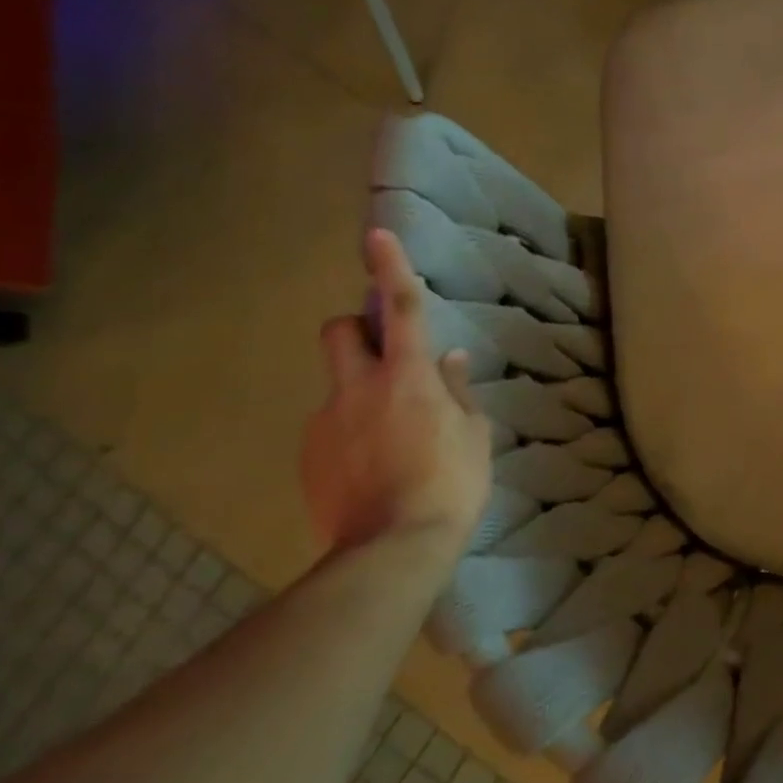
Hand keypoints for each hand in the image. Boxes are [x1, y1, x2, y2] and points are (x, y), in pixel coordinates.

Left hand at [300, 229, 491, 556]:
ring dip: (359, 392)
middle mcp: (357, 388)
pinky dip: (348, 433)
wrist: (394, 548)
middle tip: (384, 355)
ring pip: (335, 385)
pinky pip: (328, 427)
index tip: (376, 234)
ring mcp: (325, 422)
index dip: (390, 267)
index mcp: (407, 377)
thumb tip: (449, 359)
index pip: (401, 308)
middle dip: (358, 329)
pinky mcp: (308, 456)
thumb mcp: (474, 434)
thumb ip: (457, 391)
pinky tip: (371, 467)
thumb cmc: (451, 483)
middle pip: (340, 331)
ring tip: (389, 437)